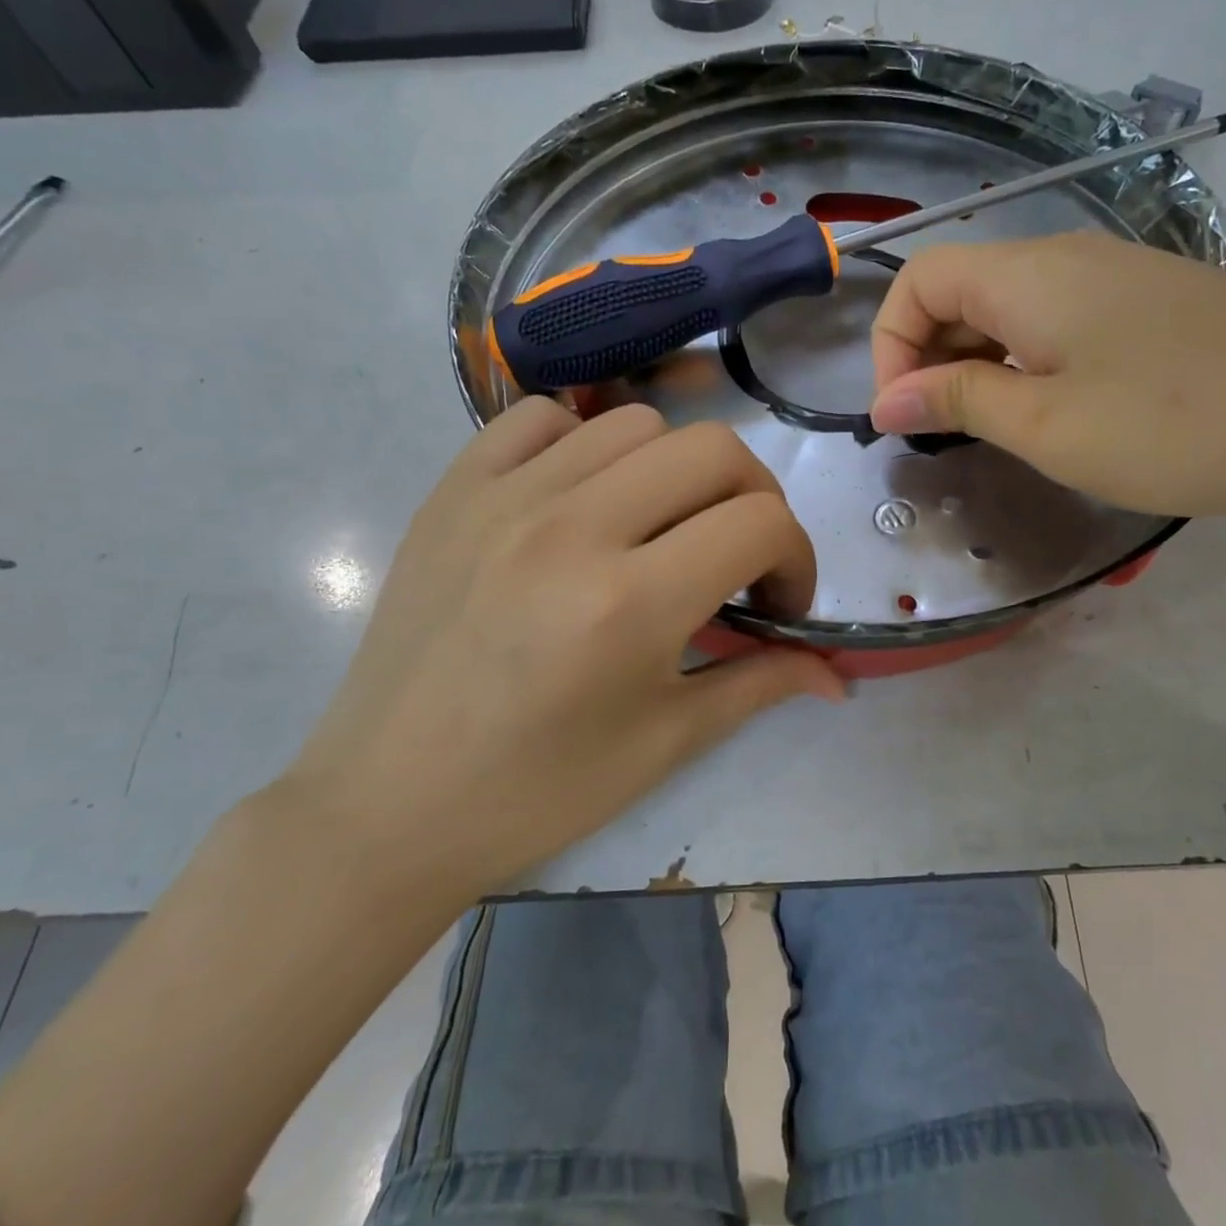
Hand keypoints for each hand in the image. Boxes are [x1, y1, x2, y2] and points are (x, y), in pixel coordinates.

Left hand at [284, 399, 843, 906]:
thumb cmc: (537, 790)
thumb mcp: (665, 743)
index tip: (776, 603)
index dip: (797, 559)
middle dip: (754, 499)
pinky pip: (539, 418)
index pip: (761, 525)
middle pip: (713, 450)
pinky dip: (583, 443)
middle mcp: (572, 528)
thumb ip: (762, 684)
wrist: (387, 807)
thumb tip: (838, 673)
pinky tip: (583, 500)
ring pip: (636, 424)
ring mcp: (504, 498)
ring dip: (676, 473)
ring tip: (659, 530)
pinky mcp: (453, 491)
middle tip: (737, 556)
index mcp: (630, 603)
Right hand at [868, 231, 1225, 518]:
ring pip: (1013, 310)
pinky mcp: (1156, 308)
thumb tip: (886, 402)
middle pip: (962, 289)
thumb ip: (957, 402)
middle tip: (943, 436)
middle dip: (929, 358)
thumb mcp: (1047, 424)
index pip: (918, 278)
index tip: (902, 417)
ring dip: (979, 365)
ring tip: (994, 433)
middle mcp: (1068, 259)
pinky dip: (1030, 365)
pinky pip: (1062, 325)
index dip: (889, 345)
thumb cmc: (1178, 424)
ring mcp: (1119, 279)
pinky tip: (1057, 414)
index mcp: (1028, 275)